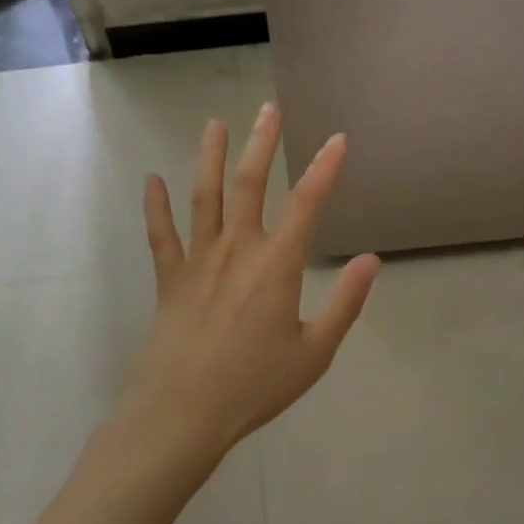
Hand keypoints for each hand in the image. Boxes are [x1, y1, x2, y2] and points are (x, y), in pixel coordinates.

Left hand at [131, 102, 379, 460]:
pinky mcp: (170, 278)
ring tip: (215, 125)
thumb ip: (345, 304)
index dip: (325, 168)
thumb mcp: (314, 353)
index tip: (337, 139)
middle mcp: (237, 250)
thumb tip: (371, 260)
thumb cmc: (254, 386)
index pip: (307, 204)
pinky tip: (152, 179)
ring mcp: (198, 260)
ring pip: (205, 196)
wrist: (181, 414)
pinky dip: (156, 206)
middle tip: (268, 109)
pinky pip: (161, 234)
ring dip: (212, 158)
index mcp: (277, 265)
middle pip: (251, 184)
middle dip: (262, 143)